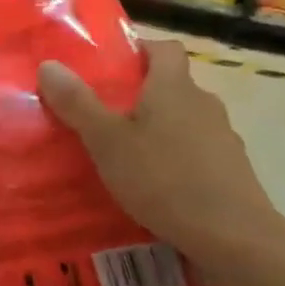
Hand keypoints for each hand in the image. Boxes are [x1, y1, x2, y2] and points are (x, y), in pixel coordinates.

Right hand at [37, 39, 284, 283]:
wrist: (234, 237)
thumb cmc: (164, 178)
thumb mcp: (107, 142)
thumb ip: (78, 104)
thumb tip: (50, 65)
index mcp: (174, 87)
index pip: (165, 48)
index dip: (141, 50)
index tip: (114, 67)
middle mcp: (204, 104)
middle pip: (173, 86)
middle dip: (143, 97)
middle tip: (108, 117)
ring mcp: (223, 138)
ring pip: (186, 122)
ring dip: (161, 132)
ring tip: (129, 158)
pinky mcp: (233, 171)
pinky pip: (199, 154)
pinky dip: (179, 162)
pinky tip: (159, 190)